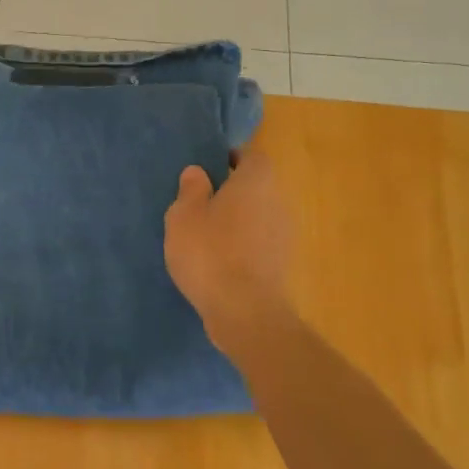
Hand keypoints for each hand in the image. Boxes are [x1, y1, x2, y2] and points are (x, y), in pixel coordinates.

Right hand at [164, 149, 292, 352]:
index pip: (251, 156)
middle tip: (201, 203)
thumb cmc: (210, 253)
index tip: (210, 168)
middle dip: (233, 192)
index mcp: (256, 182)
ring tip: (206, 236)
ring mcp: (284, 235)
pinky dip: (243, 246)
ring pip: (259, 216)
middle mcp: (278, 202)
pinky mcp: (282, 264)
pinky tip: (219, 262)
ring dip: (238, 221)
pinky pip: (260, 243)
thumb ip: (191, 189)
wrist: (245, 312)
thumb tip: (198, 172)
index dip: (231, 158)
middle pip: (257, 187)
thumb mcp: (183, 216)